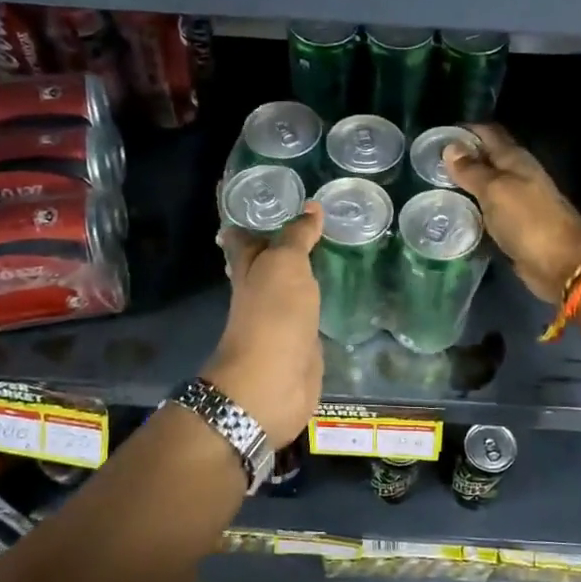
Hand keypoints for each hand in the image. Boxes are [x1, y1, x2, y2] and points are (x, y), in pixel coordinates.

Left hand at [205, 203, 323, 449]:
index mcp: (248, 267)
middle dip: (279, 242)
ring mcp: (281, 318)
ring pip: (290, 286)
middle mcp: (260, 290)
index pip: (241, 236)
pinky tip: (338, 291)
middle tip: (309, 220)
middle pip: (266, 261)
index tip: (265, 198)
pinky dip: (319, 301)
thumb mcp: (284, 265)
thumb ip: (297, 236)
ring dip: (302, 272)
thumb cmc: (272, 316)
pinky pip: (310, 313)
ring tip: (330, 248)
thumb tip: (312, 207)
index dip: (247, 218)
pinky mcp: (302, 341)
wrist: (272, 383)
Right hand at [444, 124, 580, 302]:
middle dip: (460, 159)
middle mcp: (516, 177)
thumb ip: (472, 170)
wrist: (561, 263)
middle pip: (486, 160)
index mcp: (515, 160)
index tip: (435, 136)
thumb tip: (450, 147)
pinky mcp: (512, 227)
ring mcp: (516, 203)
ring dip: (464, 186)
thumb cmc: (528, 220)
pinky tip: (451, 215)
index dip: (464, 131)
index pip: (488, 134)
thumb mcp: (495, 190)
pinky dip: (471, 210)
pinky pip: (486, 212)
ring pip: (485, 187)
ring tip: (433, 188)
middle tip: (427, 164)